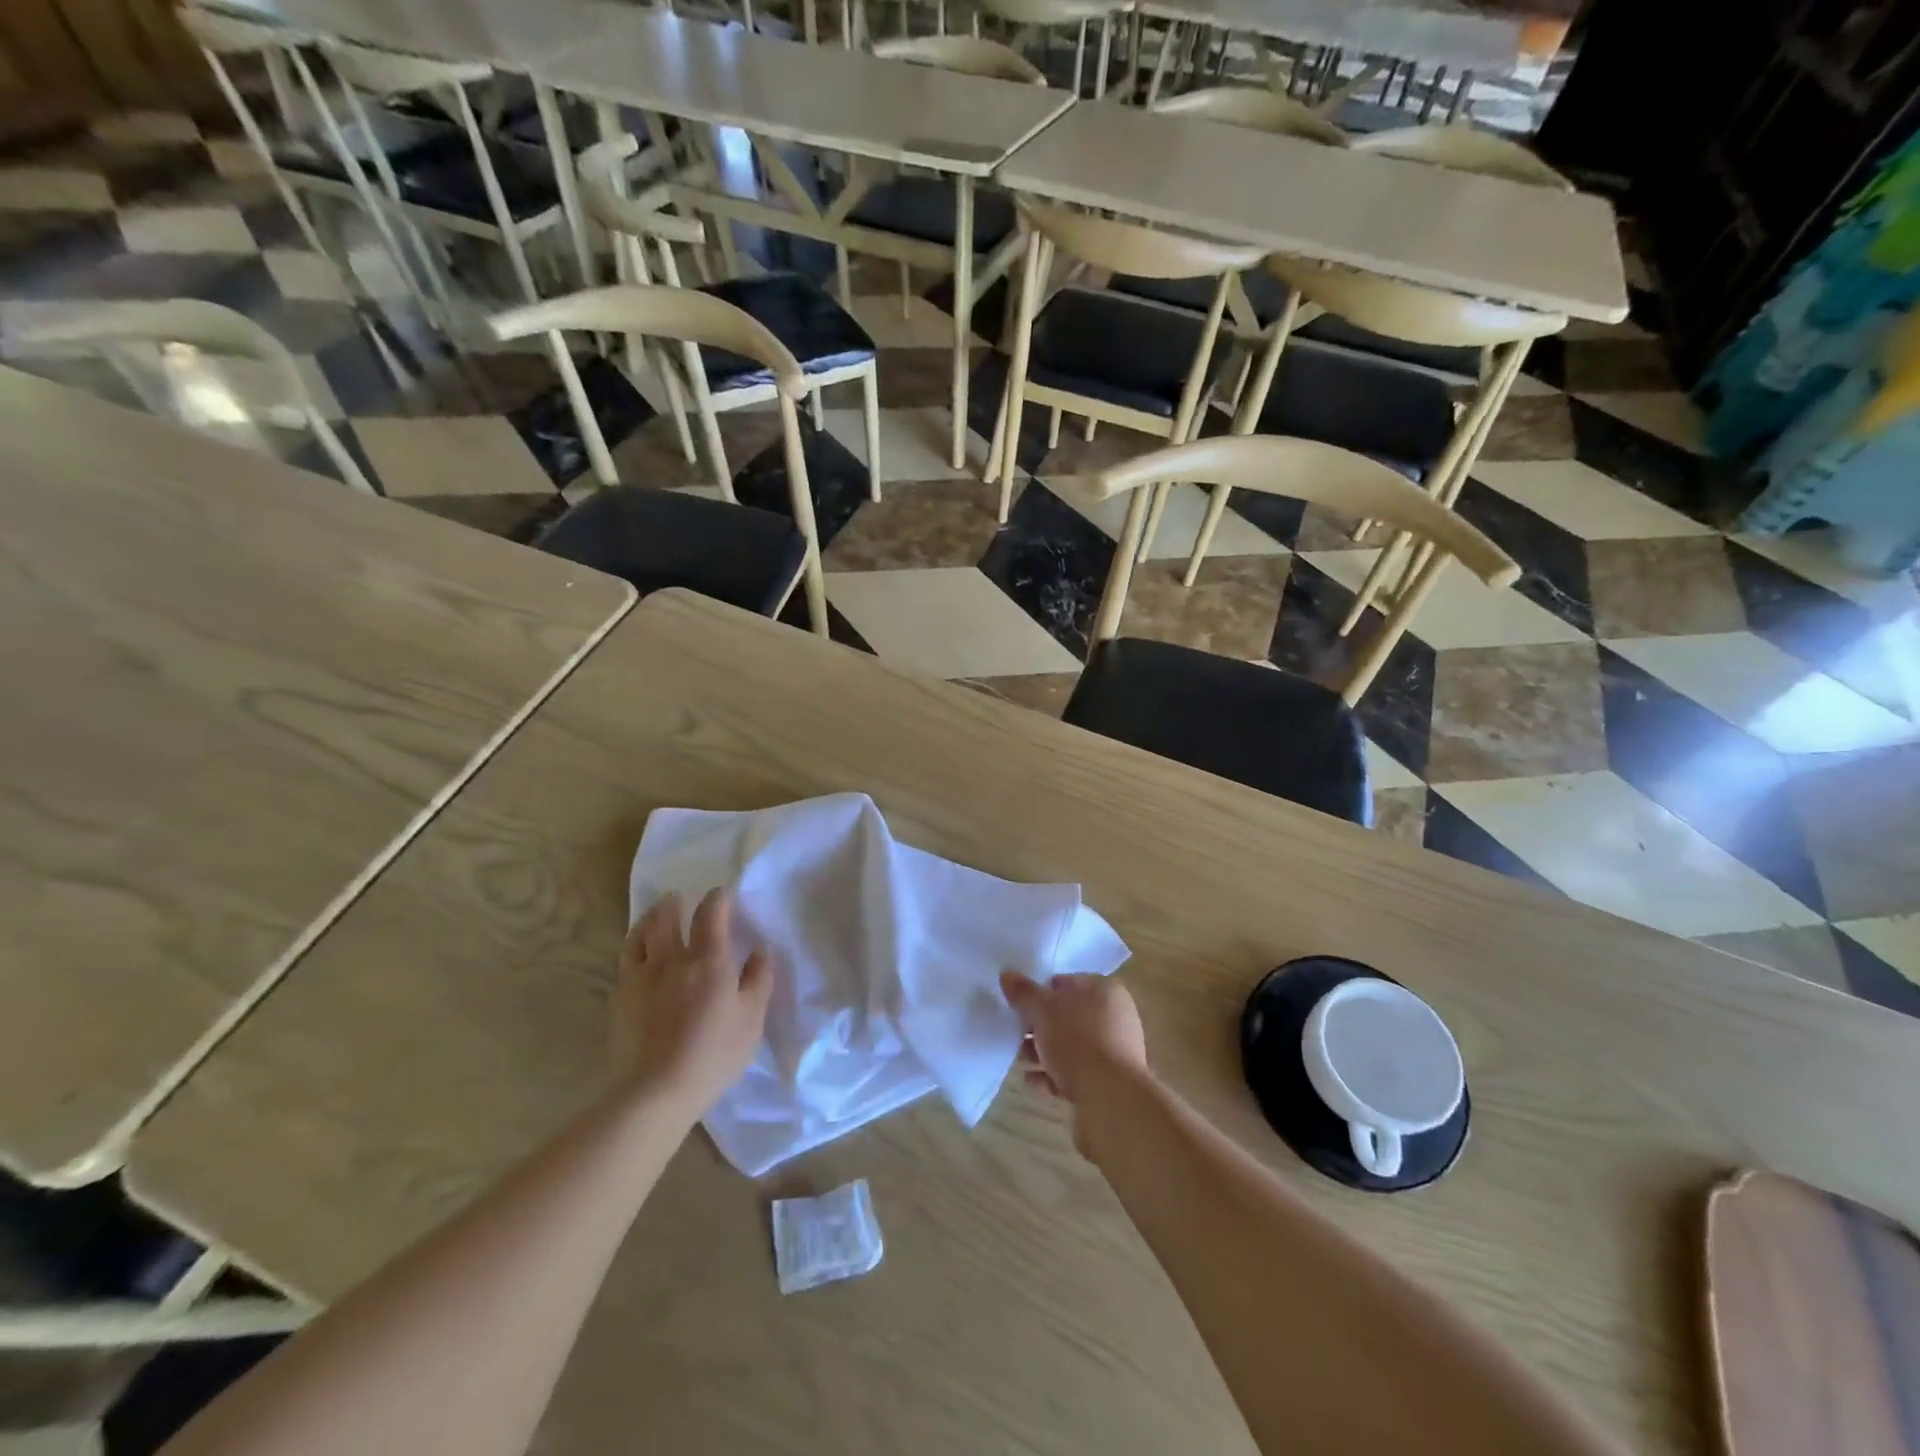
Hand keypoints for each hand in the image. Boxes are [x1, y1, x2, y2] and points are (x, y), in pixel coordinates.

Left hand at [614, 889, 773, 1116]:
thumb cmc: (714, 1054)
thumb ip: (758, 980)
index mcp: (709, 960)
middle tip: (678, 898)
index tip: (723, 894)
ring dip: (649, 918)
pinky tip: (639, 954)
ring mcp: (641, 977)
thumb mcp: (751, 1019)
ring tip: (654, 917)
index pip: (711, 914)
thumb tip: (760, 951)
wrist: (656, 1090)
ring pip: (640, 934)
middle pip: (667, 917)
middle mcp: (673, 959)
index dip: (718, 898)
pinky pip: (626, 960)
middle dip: (674, 902)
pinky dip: (634, 946)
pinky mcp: (620, 997)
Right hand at [1000, 971, 1148, 1148]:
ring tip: (1022, 1062)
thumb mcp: (1043, 1011)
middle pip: (1067, 1016)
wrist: (1109, 1098)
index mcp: (1105, 990)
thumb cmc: (1077, 1041)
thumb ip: (1024, 993)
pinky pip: (1076, 1072)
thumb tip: (1006, 975)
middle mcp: (1115, 1016)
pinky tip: (1034, 1082)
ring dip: (1043, 1053)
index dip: (1040, 993)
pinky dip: (1055, 1075)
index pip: (1066, 983)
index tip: (1020, 1007)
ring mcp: (1115, 1050)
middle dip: (1039, 1027)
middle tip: (1018, 1035)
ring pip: (1070, 1046)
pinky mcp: (1109, 1081)